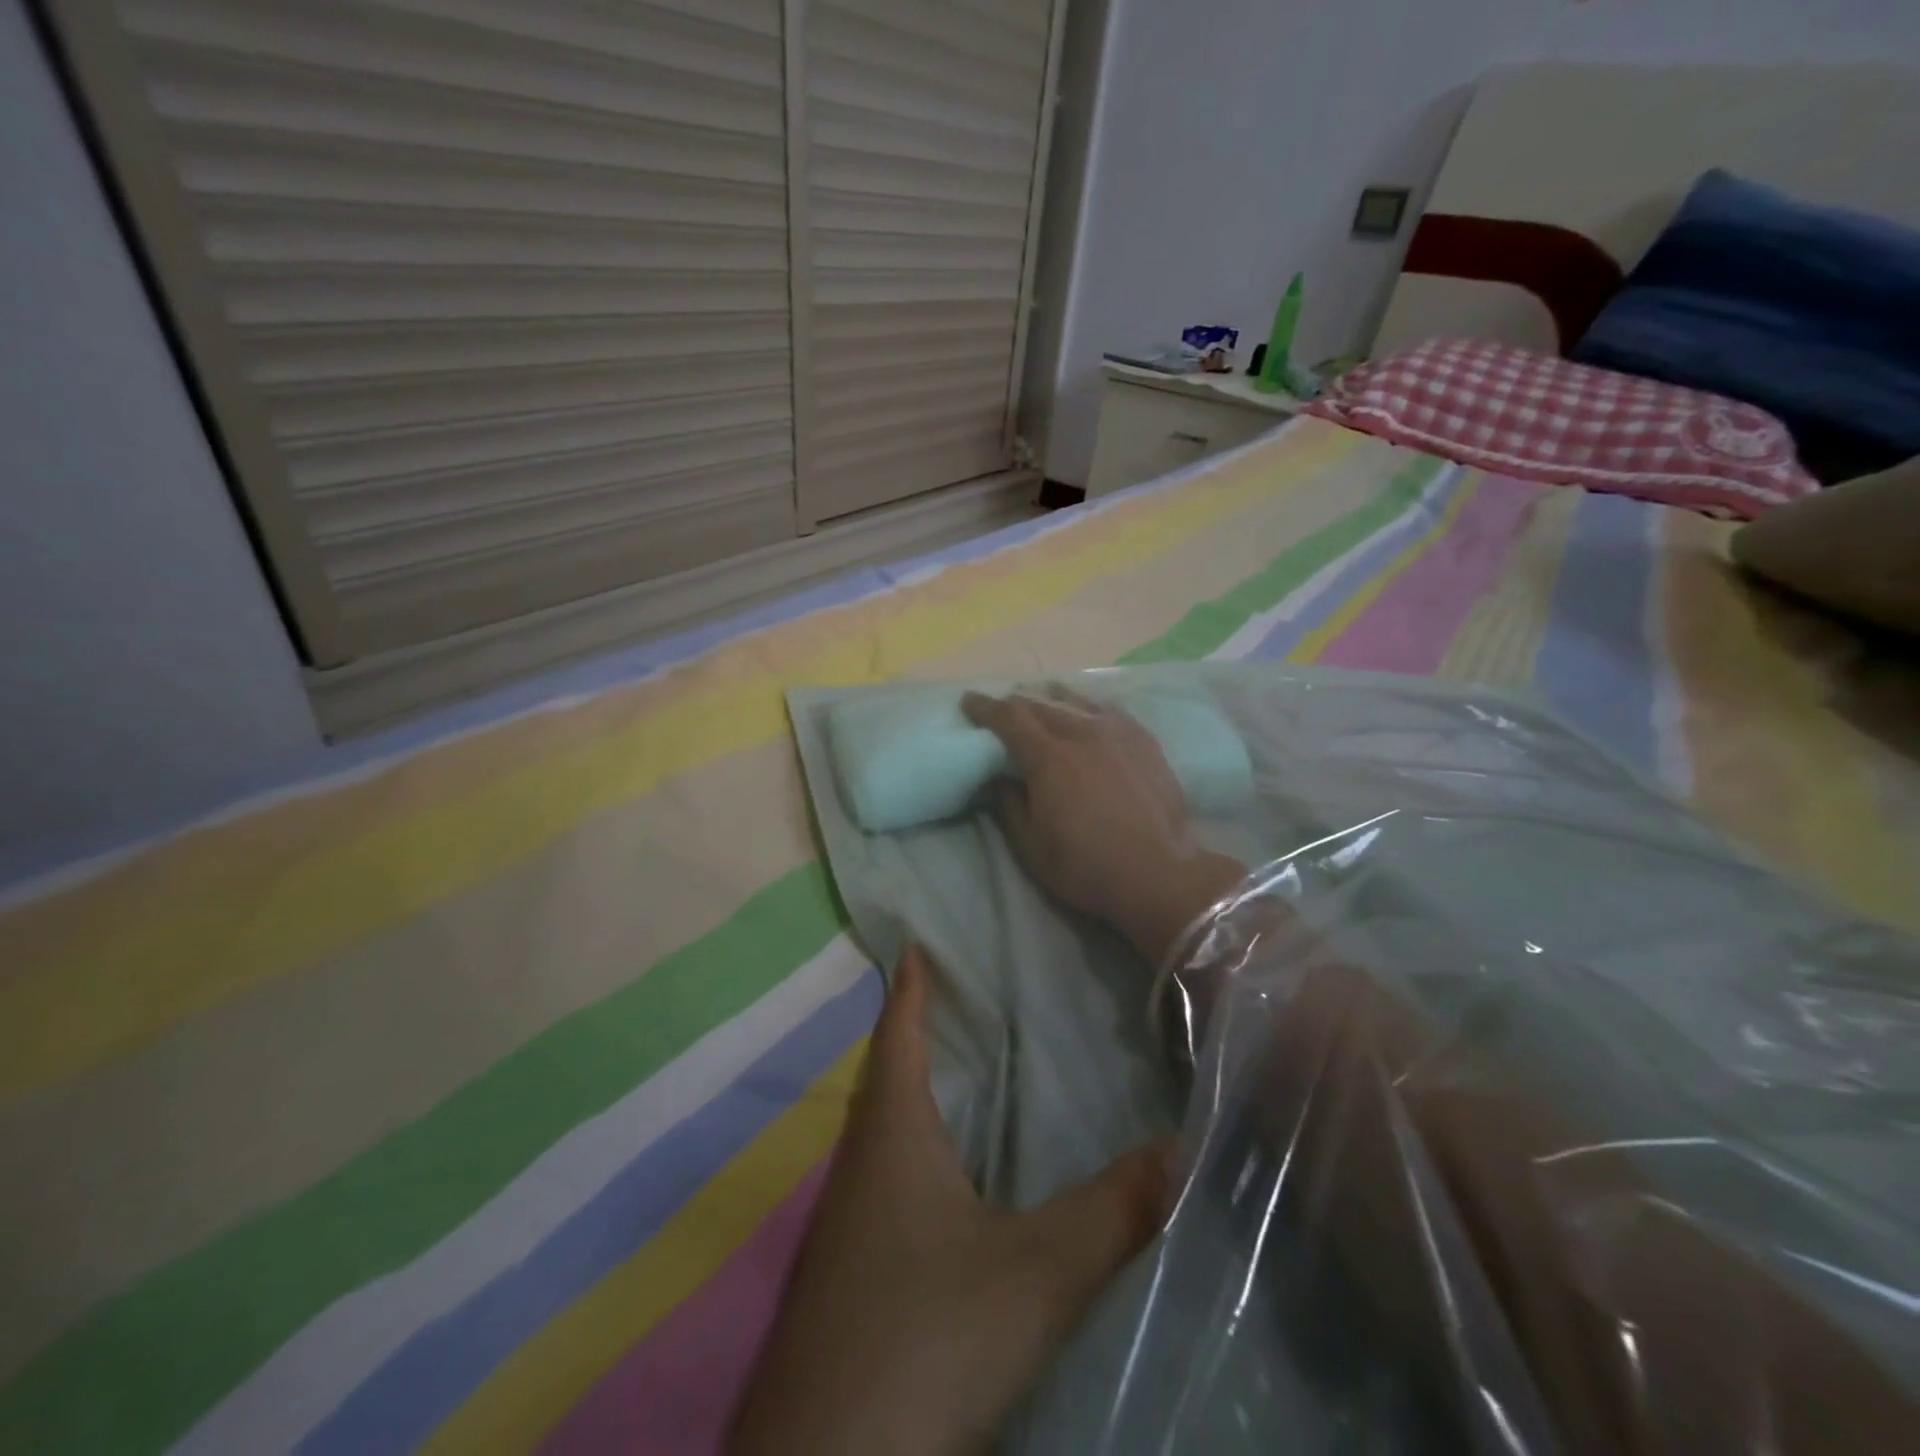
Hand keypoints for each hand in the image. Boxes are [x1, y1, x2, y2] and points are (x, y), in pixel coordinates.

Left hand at [730, 948, 1169, 1455]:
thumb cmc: (925, 1337)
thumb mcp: (1034, 1275)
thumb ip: (1111, 1212)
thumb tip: (1182, 1149)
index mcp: (893, 1136)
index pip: (898, 1035)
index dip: (909, 988)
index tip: (913, 944)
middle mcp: (861, 1164)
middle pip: (885, 1077)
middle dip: (912, 1032)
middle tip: (949, 998)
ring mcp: (847, 1221)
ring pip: (881, 1131)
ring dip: (911, 1093)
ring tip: (957, 1074)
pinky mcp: (849, 1270)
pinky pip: (884, 1179)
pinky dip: (914, 1151)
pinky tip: (945, 1181)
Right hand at [962, 688, 1245, 964]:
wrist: (1159, 874)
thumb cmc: (1086, 866)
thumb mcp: (1030, 846)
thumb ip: (1009, 805)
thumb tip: (1000, 776)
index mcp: (1048, 757)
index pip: (1009, 718)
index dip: (985, 708)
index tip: (969, 701)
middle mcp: (1082, 733)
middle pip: (1041, 705)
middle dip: (1016, 704)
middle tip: (1002, 708)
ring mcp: (1118, 733)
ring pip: (1077, 702)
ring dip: (1052, 698)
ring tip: (1042, 697)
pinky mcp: (1145, 741)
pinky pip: (1109, 710)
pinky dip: (1088, 705)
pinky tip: (1088, 709)